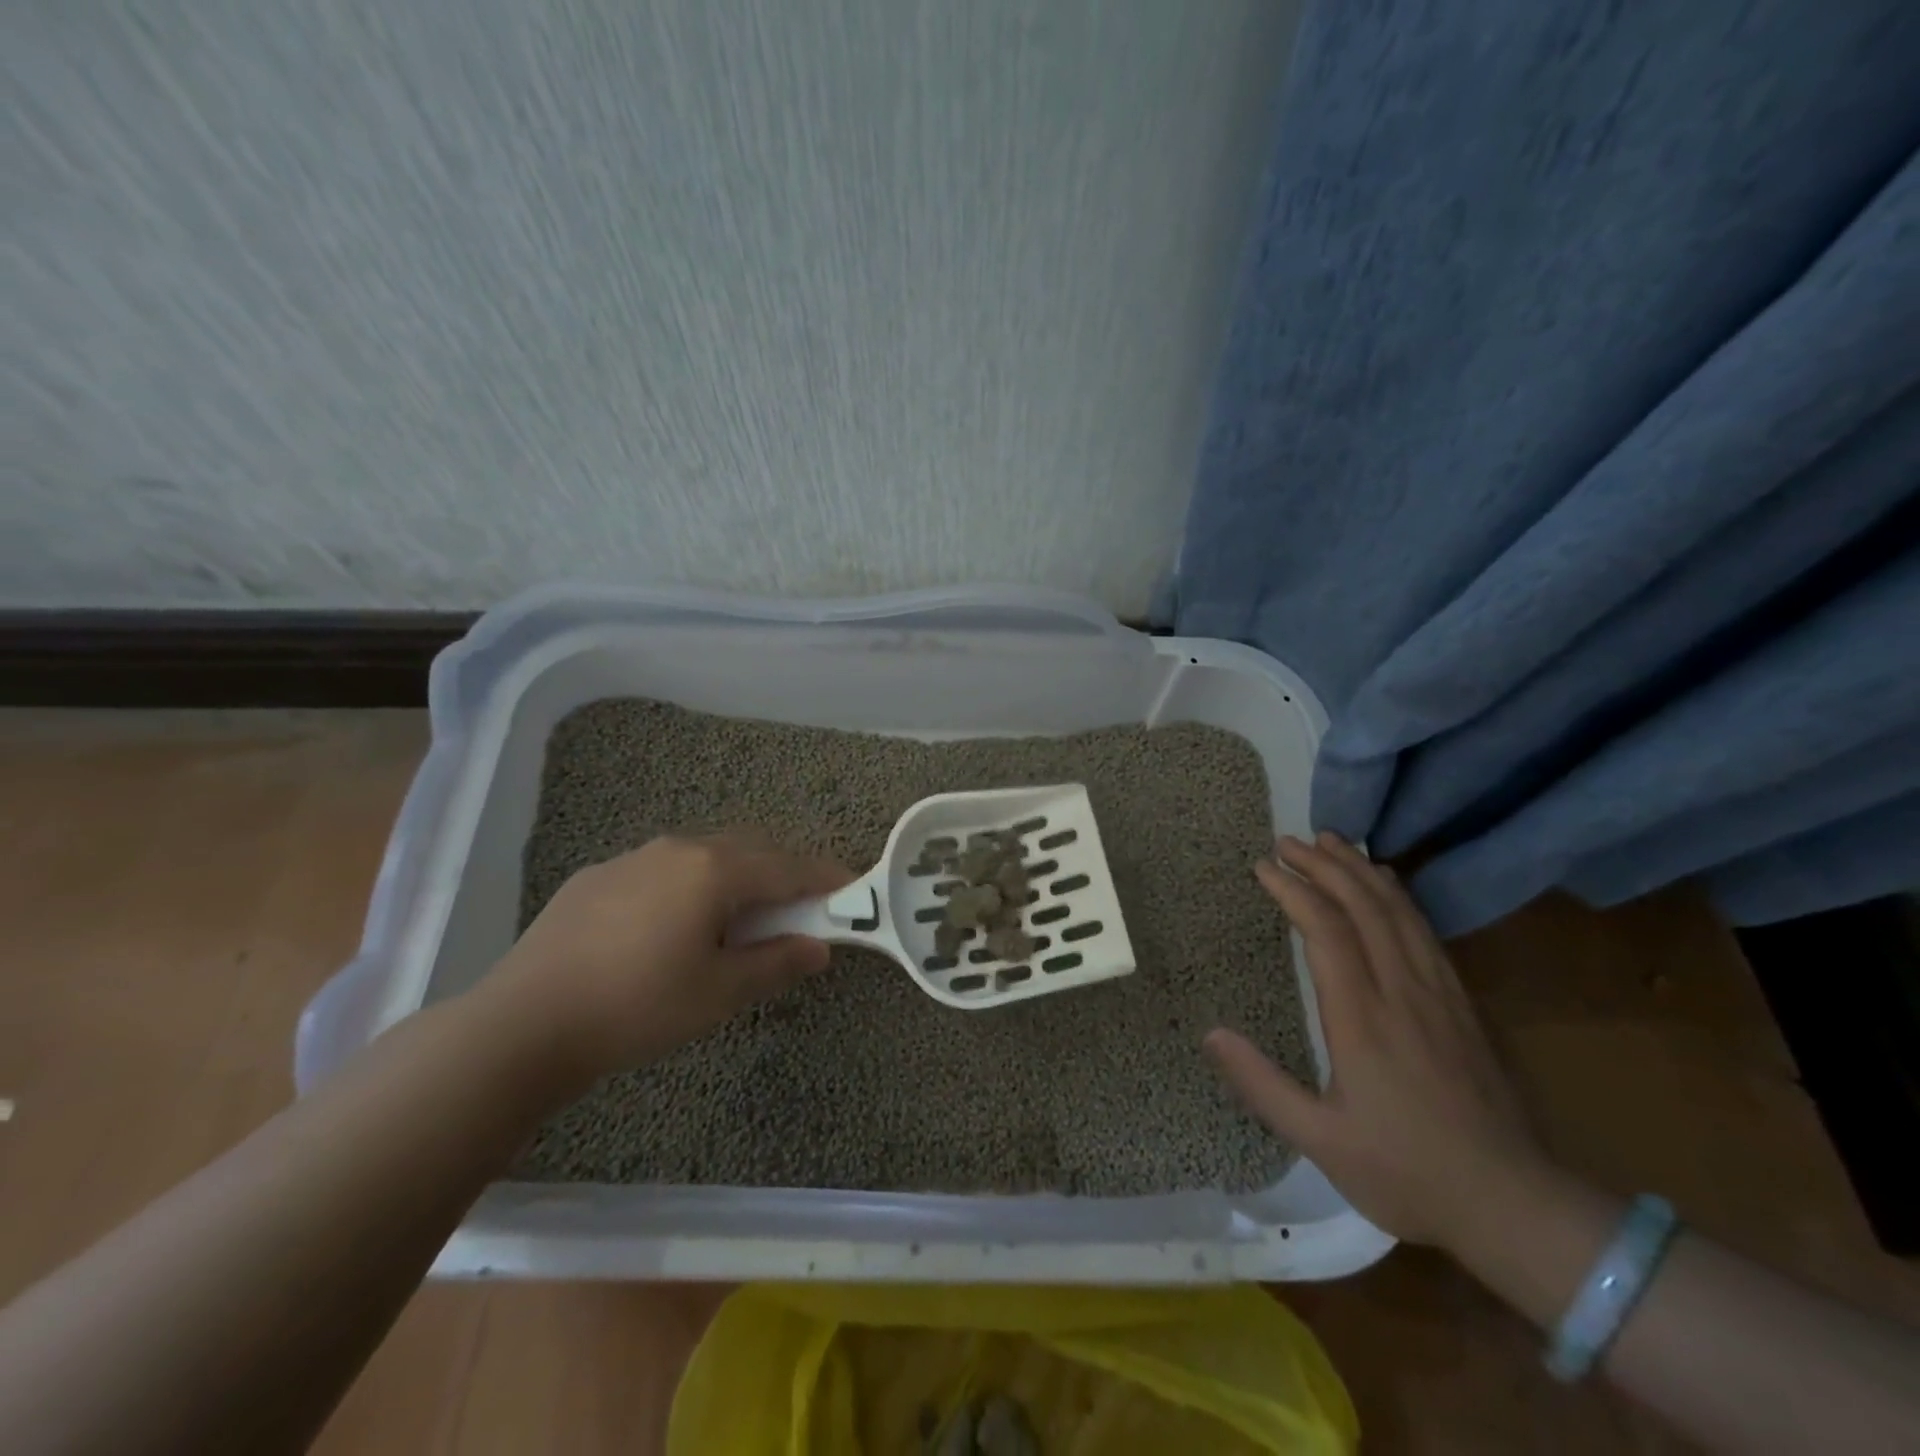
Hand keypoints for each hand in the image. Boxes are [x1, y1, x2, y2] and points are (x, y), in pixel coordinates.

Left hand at [491, 832, 849, 1080]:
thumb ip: (776, 962)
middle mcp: (678, 849)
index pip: (788, 866)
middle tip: (802, 904)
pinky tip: (675, 923)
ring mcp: (634, 858)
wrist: (524, 1023)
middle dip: (783, 871)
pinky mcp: (598, 877)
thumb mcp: (720, 993)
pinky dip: (691, 884)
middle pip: (749, 850)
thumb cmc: (639, 1006)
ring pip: (704, 855)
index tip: (852, 888)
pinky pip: (664, 869)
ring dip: (736, 875)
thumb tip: (819, 948)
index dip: (825, 878)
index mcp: (715, 869)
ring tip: (740, 914)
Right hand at [1204, 832, 1545, 1250]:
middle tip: (1287, 840)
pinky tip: (1386, 883)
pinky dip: (1398, 896)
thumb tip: (1210, 1034)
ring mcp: (1438, 993)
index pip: (1326, 930)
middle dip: (1323, 865)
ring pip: (1398, 911)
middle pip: (1363, 906)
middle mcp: (1402, 991)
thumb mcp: (1319, 1140)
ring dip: (1360, 869)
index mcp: (1362, 1018)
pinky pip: (1425, 931)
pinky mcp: (1462, 1003)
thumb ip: (1261, 1084)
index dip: (1293, 890)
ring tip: (1330, 841)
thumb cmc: (1407, 1172)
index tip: (1262, 866)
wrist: (1515, 1205)